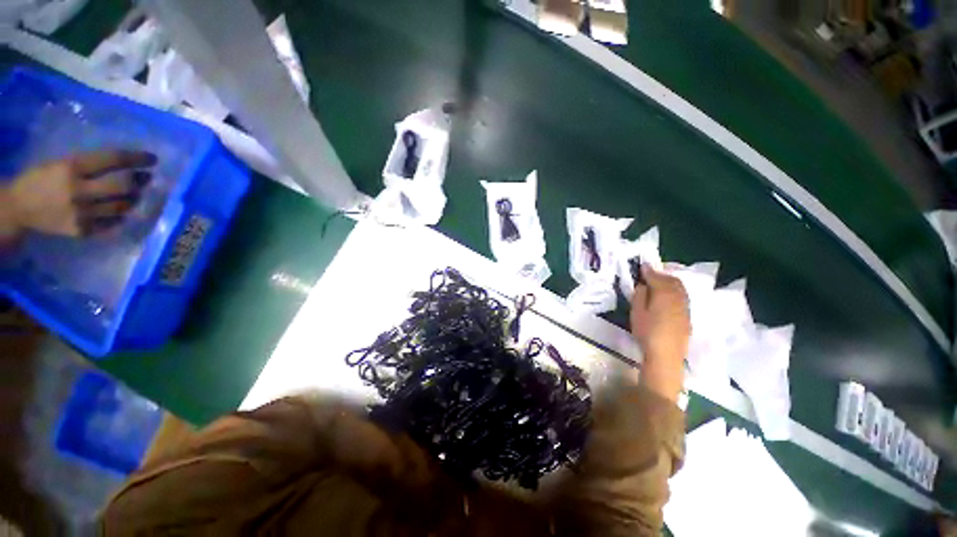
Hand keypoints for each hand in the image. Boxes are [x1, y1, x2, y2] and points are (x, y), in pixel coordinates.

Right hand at [2, 150, 155, 240]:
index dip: (136, 159)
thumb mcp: (63, 163)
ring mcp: (81, 213)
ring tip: (135, 193)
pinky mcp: (83, 230)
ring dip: (134, 199)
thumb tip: (125, 164)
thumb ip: (91, 165)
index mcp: (72, 168)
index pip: (112, 160)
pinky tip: (119, 210)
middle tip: (146, 178)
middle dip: (140, 181)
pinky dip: (119, 215)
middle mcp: (79, 191)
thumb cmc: (43, 179)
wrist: (18, 208)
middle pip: (123, 186)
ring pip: (122, 206)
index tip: (152, 159)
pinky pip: (112, 223)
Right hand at [628, 264, 690, 401]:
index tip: (642, 266)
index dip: (649, 271)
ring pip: (680, 289)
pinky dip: (675, 292)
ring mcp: (685, 308)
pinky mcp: (688, 317)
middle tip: (650, 274)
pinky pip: (682, 298)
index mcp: (664, 294)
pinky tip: (667, 298)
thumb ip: (640, 295)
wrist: (666, 355)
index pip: (657, 277)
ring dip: (669, 283)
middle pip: (672, 281)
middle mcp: (678, 298)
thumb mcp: (637, 312)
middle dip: (662, 275)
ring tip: (659, 284)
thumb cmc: (647, 331)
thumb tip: (643, 285)